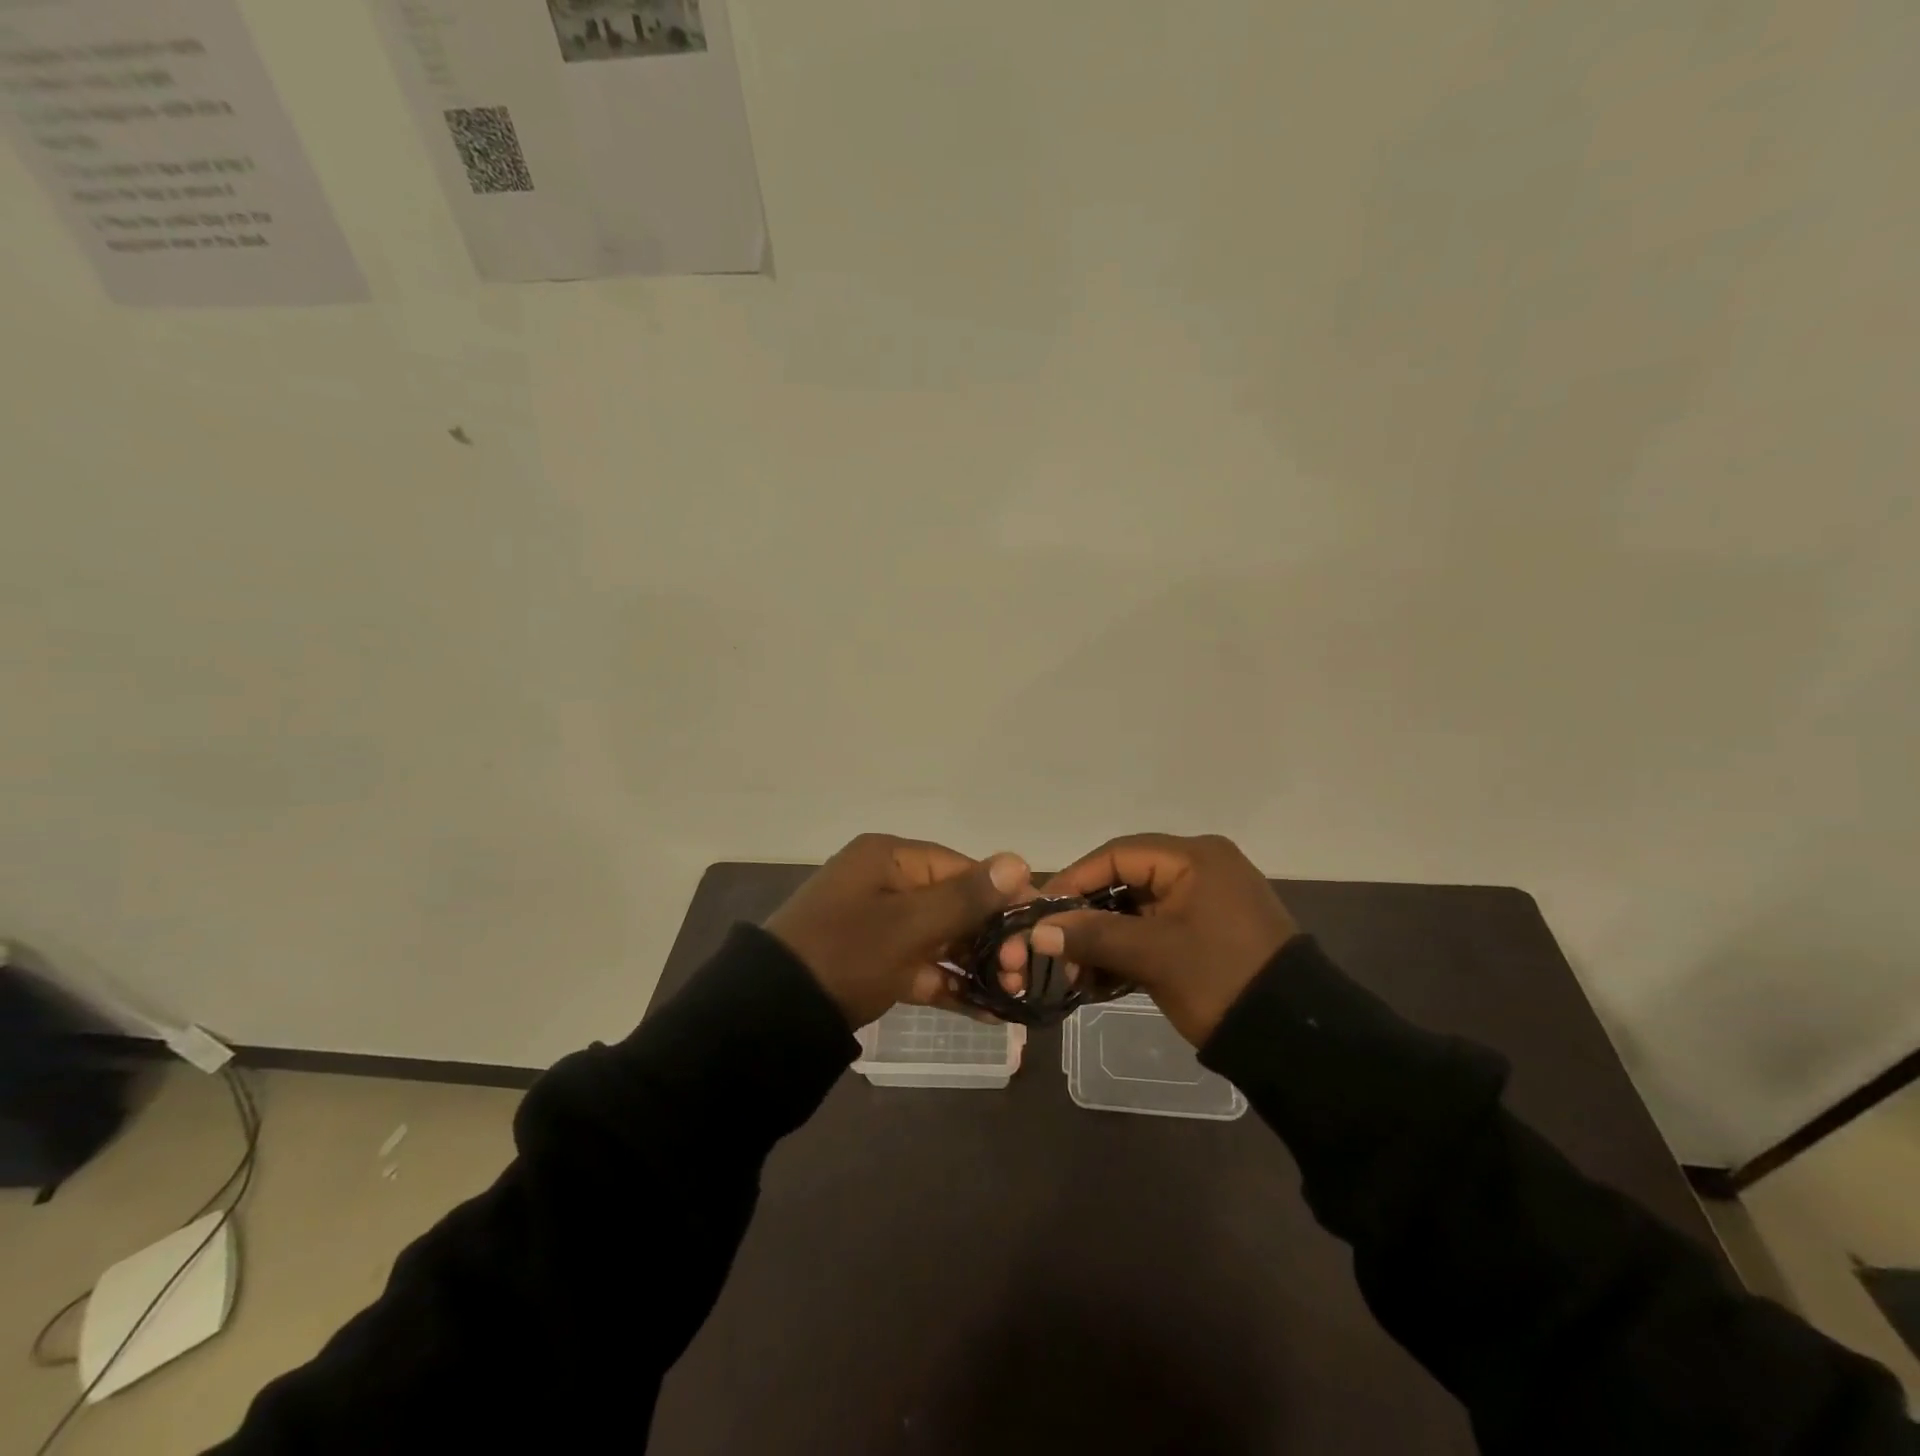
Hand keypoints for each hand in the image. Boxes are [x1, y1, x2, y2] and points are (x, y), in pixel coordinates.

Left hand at [765, 834, 1034, 1027]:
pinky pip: (923, 966)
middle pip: (953, 903)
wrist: (772, 1017)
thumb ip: (967, 897)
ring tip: (1014, 993)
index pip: (960, 867)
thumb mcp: (910, 924)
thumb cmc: (846, 954)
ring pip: (941, 938)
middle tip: (1023, 971)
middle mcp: (886, 884)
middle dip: (991, 937)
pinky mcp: (876, 962)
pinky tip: (989, 1011)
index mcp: (889, 859)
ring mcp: (880, 925)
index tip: (1037, 924)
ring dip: (976, 964)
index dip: (1001, 894)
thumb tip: (1019, 860)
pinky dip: (950, 985)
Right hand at [1013, 833, 1298, 1044]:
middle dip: (1087, 916)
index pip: (1116, 855)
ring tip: (1076, 973)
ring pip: (1137, 908)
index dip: (1073, 880)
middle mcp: (1200, 867)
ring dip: (1104, 938)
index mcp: (1194, 857)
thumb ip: (1093, 936)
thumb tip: (1037, 930)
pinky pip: (1155, 929)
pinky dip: (1128, 950)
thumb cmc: (1221, 980)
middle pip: (1125, 880)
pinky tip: (1100, 978)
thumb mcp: (1153, 955)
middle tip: (1054, 947)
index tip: (1039, 910)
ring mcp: (1206, 900)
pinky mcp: (1208, 931)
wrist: (1296, 1040)